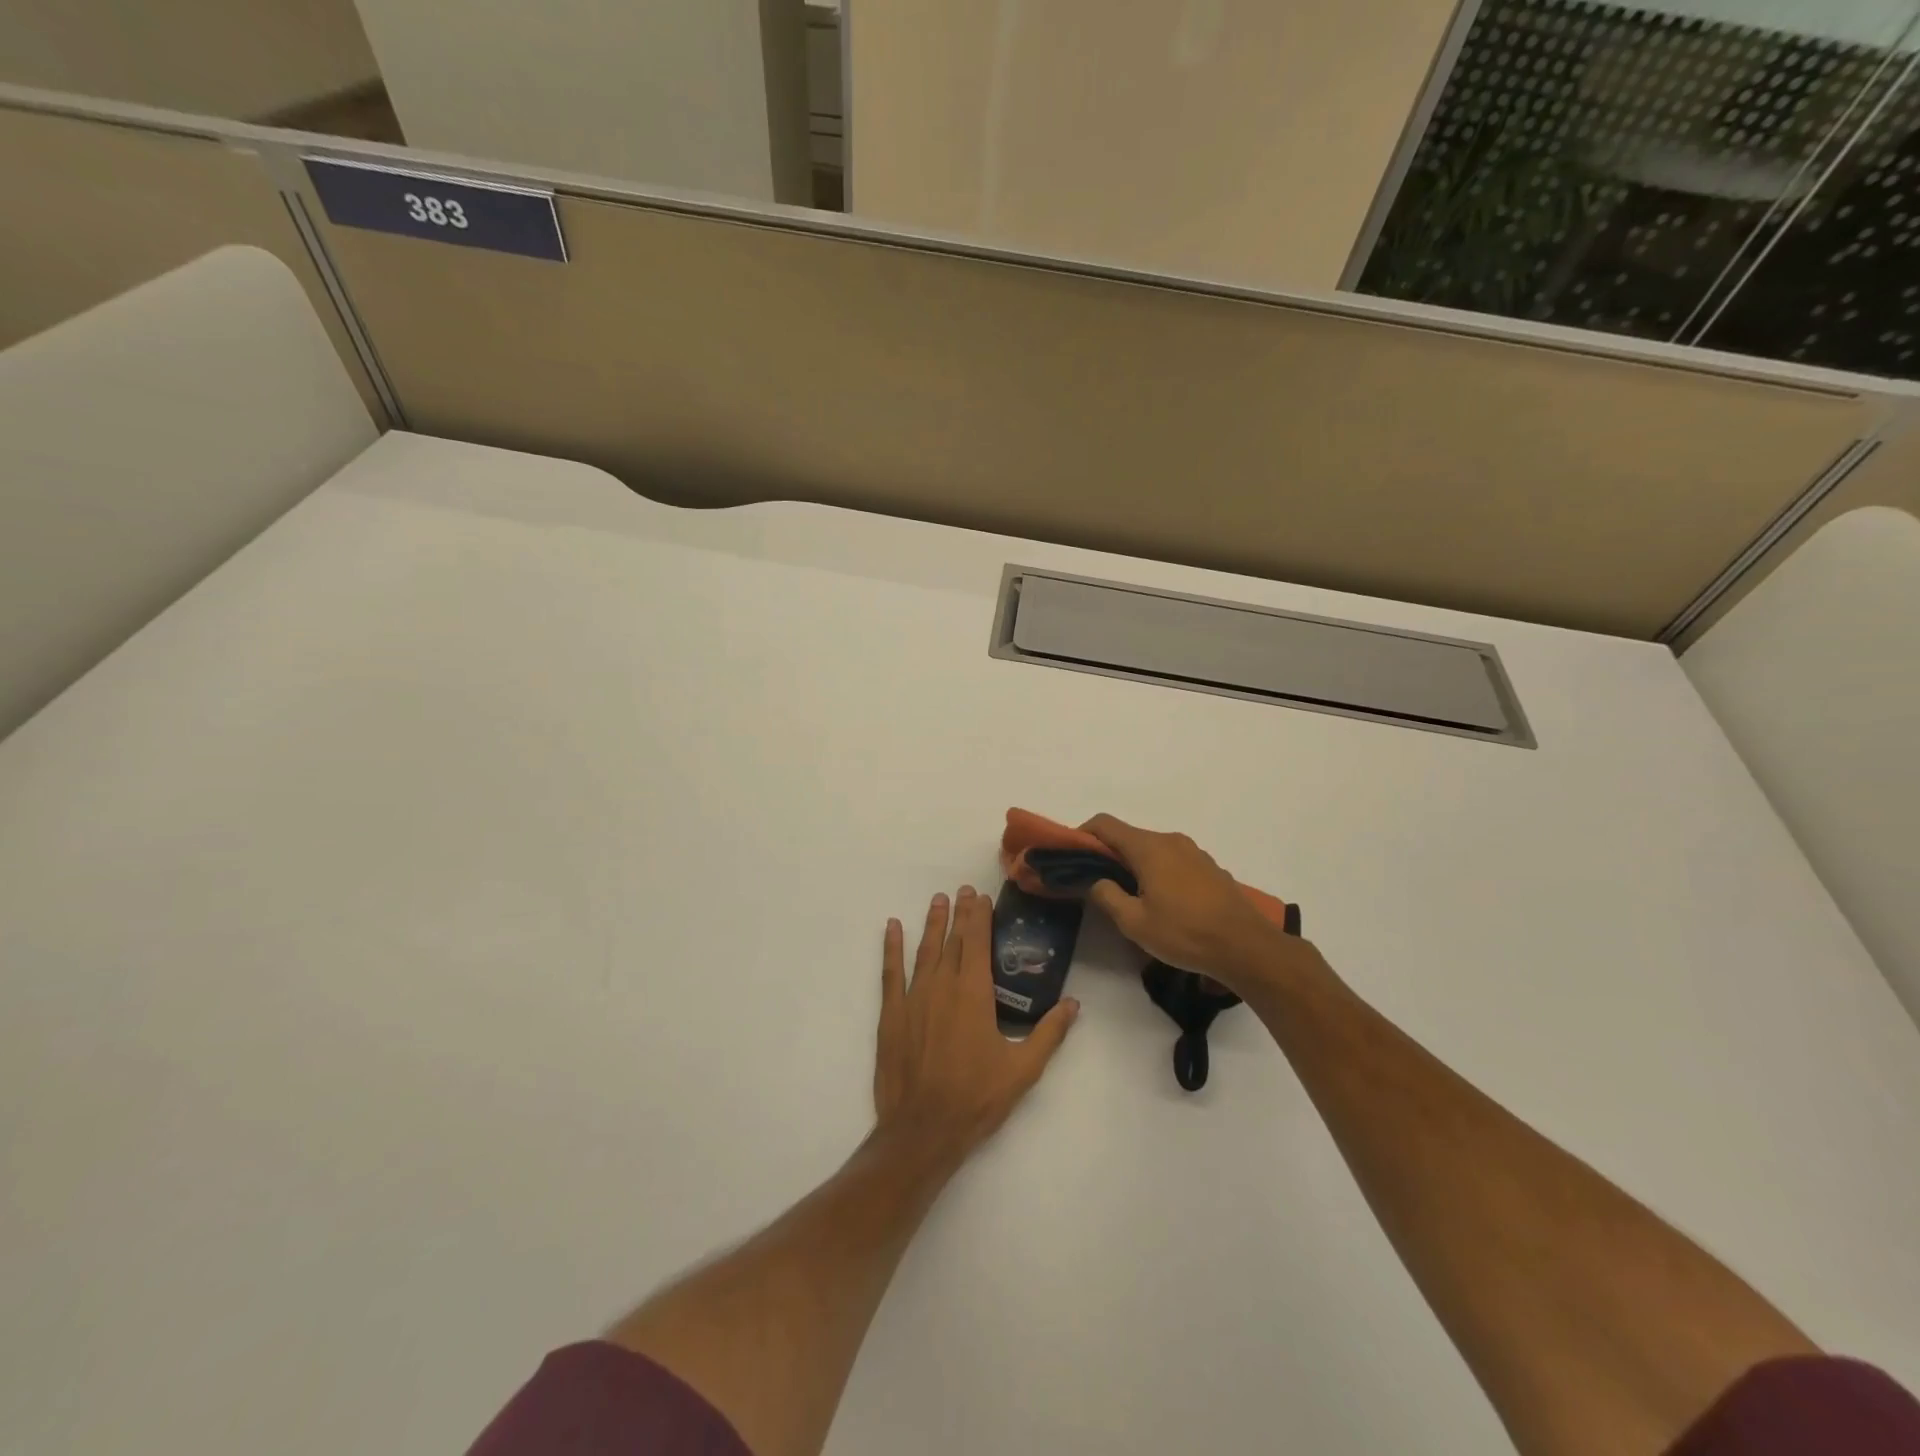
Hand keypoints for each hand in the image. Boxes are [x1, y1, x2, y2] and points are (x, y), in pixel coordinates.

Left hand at [873, 886, 1077, 1162]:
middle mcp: (943, 986)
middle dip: (959, 913)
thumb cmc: (977, 1099)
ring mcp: (914, 998)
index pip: (978, 943)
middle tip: (962, 890)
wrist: (923, 1130)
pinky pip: (890, 972)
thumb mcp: (1023, 1069)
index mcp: (974, 994)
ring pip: (924, 950)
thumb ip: (1050, 1033)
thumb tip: (1074, 1003)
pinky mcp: (892, 1014)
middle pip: (953, 940)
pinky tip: (892, 927)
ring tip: (937, 900)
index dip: (980, 917)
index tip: (981, 897)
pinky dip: (891, 947)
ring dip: (932, 923)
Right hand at [1080, 814, 1300, 994]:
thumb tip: (1097, 881)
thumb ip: (1107, 896)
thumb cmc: (1185, 934)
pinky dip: (1157, 871)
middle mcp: (1170, 840)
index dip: (1083, 835)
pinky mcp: (1208, 867)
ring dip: (1134, 865)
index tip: (1072, 857)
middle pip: (1128, 836)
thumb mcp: (1135, 923)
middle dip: (1108, 854)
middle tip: (1096, 883)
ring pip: (1151, 849)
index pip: (1105, 825)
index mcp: (1149, 848)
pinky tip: (1161, 901)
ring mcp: (1193, 852)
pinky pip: (1172, 860)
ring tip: (1129, 896)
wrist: (1246, 947)